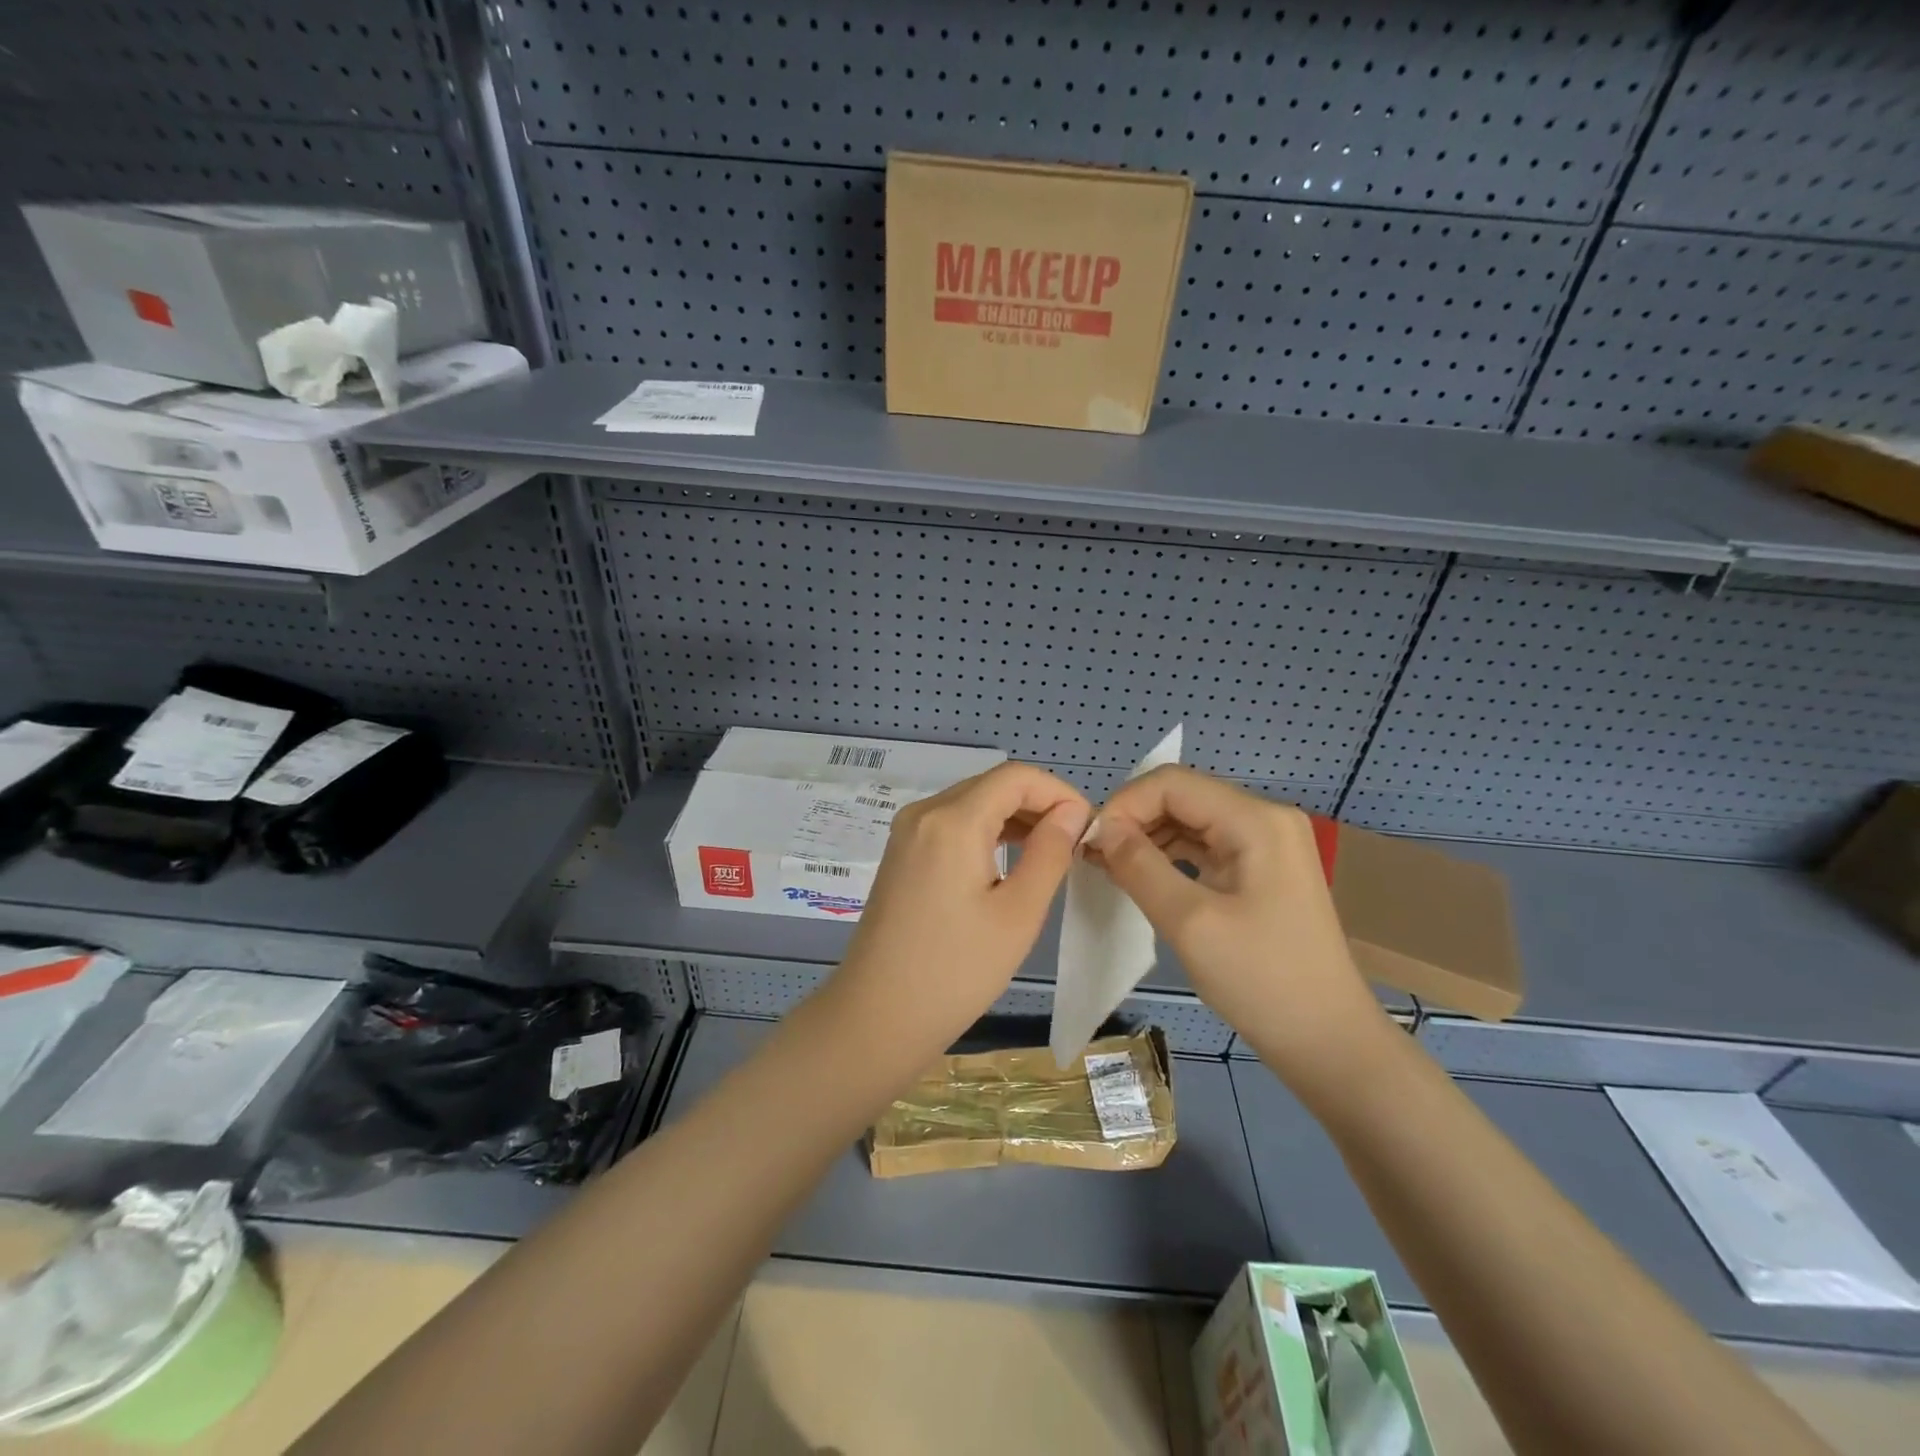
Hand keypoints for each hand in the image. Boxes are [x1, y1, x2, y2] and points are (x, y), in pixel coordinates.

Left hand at [830, 762, 1091, 1057]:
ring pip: (972, 802)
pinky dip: (986, 831)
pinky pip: (952, 823)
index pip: (1016, 776)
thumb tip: (1072, 812)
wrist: (878, 1017)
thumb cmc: (956, 971)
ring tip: (1051, 852)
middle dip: (1039, 804)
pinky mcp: (902, 853)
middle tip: (1075, 844)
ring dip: (1014, 817)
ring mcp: (907, 832)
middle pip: (992, 785)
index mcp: (952, 820)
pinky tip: (1010, 860)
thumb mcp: (1018, 913)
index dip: (1059, 792)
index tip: (1088, 827)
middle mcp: (924, 812)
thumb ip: (1050, 852)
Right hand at [1084, 765, 1386, 1085]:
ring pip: (1190, 821)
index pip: (1171, 783)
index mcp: (1255, 820)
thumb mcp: (1190, 922)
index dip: (1124, 805)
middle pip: (1181, 797)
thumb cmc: (1262, 981)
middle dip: (1133, 820)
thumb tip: (1102, 829)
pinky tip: (1141, 877)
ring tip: (1109, 868)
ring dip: (1147, 838)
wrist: (1329, 1043)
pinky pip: (1205, 846)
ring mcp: (1267, 844)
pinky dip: (1169, 856)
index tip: (1091, 844)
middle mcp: (1264, 819)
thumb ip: (1139, 866)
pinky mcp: (1262, 870)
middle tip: (1094, 858)